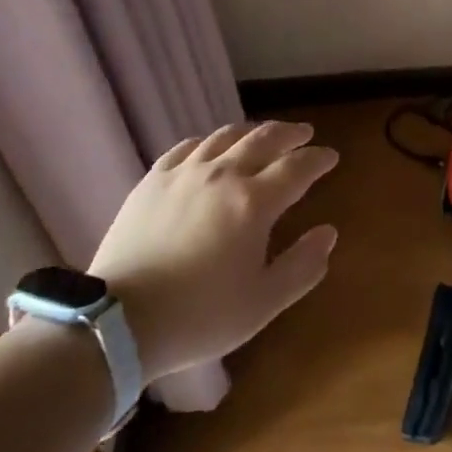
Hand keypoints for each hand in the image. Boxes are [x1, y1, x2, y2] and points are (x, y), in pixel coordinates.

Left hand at [88, 121, 338, 380]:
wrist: (121, 320)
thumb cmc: (199, 316)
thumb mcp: (263, 303)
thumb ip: (302, 266)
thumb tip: (328, 233)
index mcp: (254, 203)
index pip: (297, 167)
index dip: (318, 159)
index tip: (331, 156)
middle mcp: (223, 174)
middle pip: (264, 139)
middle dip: (290, 133)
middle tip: (304, 133)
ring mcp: (185, 172)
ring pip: (226, 136)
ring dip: (252, 131)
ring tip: (263, 134)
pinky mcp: (154, 179)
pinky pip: (188, 146)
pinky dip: (209, 141)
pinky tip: (212, 147)